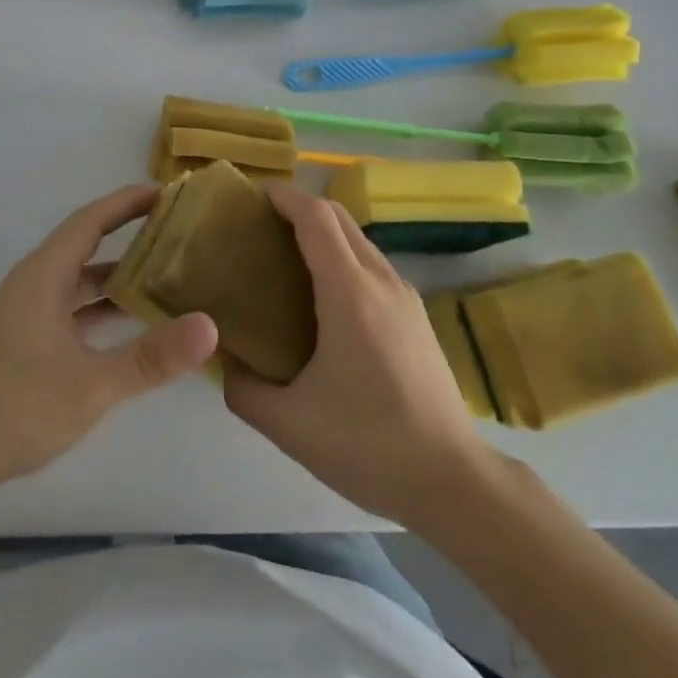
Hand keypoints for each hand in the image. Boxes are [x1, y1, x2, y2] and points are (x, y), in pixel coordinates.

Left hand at [0, 184, 217, 508]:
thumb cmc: (15, 409)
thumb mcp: (92, 384)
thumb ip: (152, 357)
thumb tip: (211, 326)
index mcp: (43, 276)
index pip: (90, 221)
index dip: (126, 202)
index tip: (165, 190)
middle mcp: (32, 283)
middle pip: (84, 243)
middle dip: (126, 231)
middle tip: (173, 228)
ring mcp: (25, 312)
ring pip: (77, 278)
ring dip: (115, 271)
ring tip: (162, 269)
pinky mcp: (23, 339)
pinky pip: (70, 305)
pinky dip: (100, 304)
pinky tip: (129, 321)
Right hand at [223, 183, 488, 528]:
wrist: (452, 481)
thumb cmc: (368, 444)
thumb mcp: (289, 424)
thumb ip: (244, 389)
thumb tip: (224, 360)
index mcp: (349, 292)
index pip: (315, 217)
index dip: (284, 197)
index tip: (253, 196)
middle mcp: (380, 281)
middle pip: (339, 218)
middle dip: (300, 208)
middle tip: (261, 225)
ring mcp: (405, 296)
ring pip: (358, 241)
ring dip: (323, 233)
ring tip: (286, 257)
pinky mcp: (416, 316)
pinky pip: (372, 266)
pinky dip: (342, 258)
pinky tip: (324, 296)